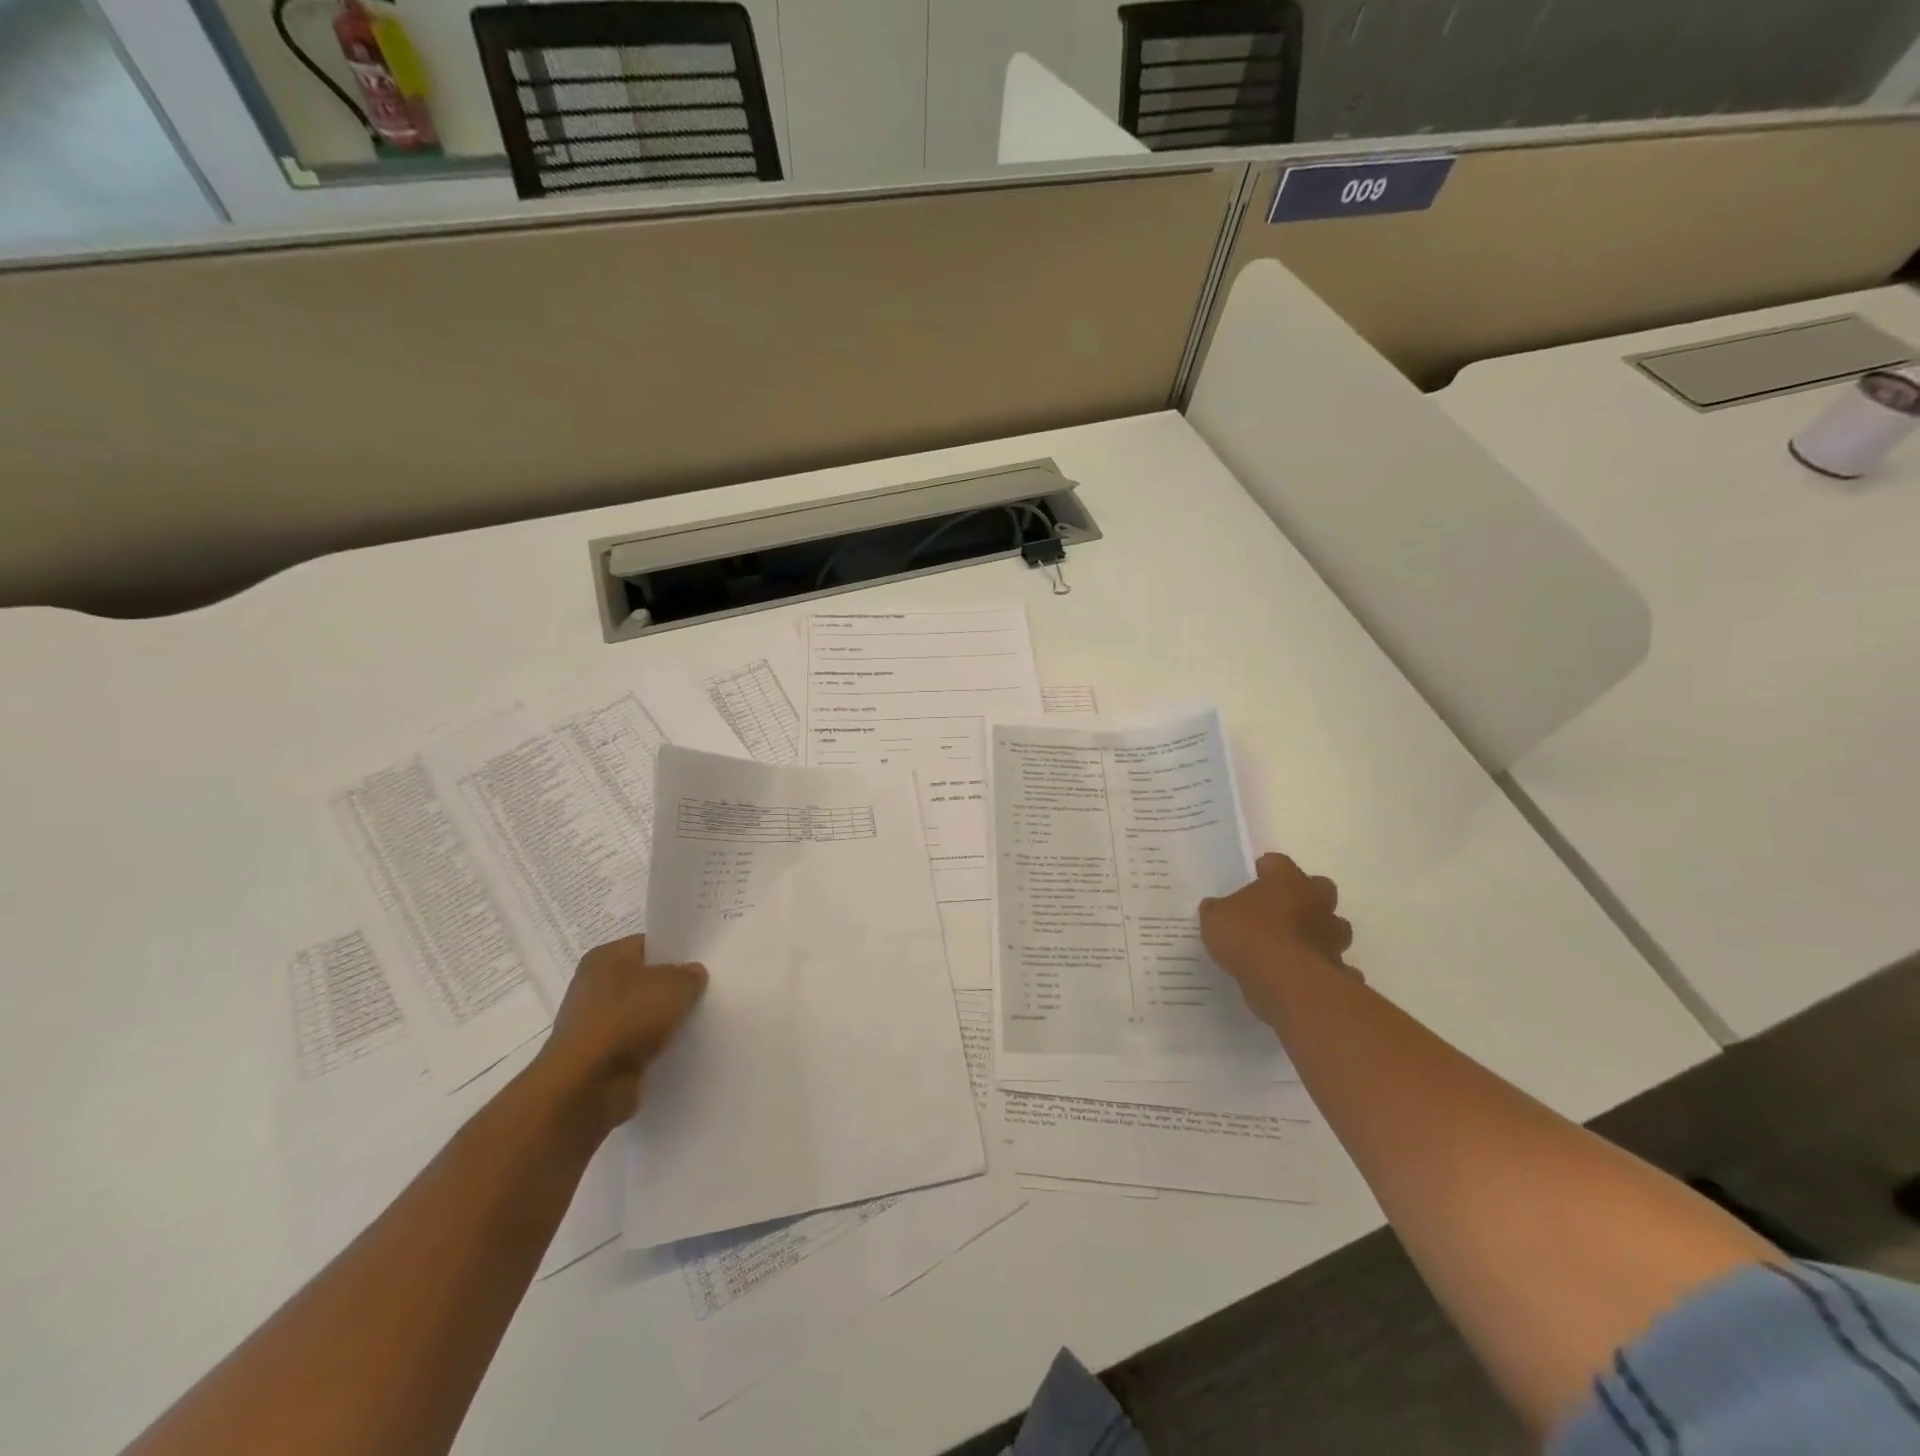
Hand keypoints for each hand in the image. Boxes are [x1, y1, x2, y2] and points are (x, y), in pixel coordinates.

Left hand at [534, 934, 707, 1135]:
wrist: (587, 1085)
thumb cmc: (628, 1019)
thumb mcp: (674, 985)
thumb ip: (689, 975)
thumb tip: (693, 974)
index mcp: (605, 957)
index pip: (648, 945)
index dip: (676, 951)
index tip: (703, 961)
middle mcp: (594, 986)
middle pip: (645, 980)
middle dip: (672, 988)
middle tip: (706, 990)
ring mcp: (595, 1024)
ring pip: (641, 1014)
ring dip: (664, 1020)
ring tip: (698, 1021)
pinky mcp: (599, 1057)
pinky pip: (636, 1044)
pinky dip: (653, 1047)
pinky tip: (678, 1048)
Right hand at [1200, 853, 1356, 1026]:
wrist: (1283, 980)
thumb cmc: (1248, 935)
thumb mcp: (1215, 918)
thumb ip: (1216, 910)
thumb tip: (1214, 908)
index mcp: (1286, 880)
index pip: (1277, 863)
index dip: (1265, 869)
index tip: (1254, 877)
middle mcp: (1315, 902)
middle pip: (1320, 888)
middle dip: (1306, 897)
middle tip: (1282, 909)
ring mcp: (1331, 936)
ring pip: (1334, 927)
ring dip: (1319, 933)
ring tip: (1294, 945)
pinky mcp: (1338, 968)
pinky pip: (1336, 965)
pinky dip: (1326, 968)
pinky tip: (1307, 976)